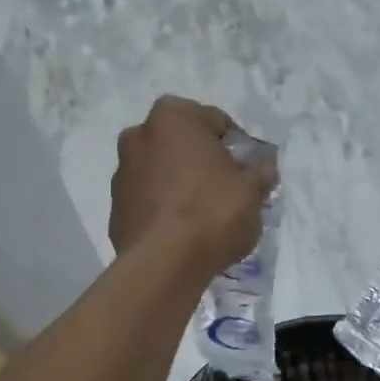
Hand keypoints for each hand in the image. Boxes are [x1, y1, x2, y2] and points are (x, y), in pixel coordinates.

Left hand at [110, 97, 271, 280]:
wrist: (164, 263)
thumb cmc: (212, 212)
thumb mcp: (251, 191)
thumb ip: (258, 174)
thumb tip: (264, 169)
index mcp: (173, 117)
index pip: (215, 121)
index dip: (236, 146)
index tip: (248, 171)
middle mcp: (139, 135)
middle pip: (183, 144)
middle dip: (203, 161)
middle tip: (227, 189)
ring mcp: (122, 172)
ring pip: (162, 171)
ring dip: (180, 183)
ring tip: (204, 214)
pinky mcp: (115, 208)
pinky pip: (148, 200)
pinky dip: (164, 207)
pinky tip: (182, 231)